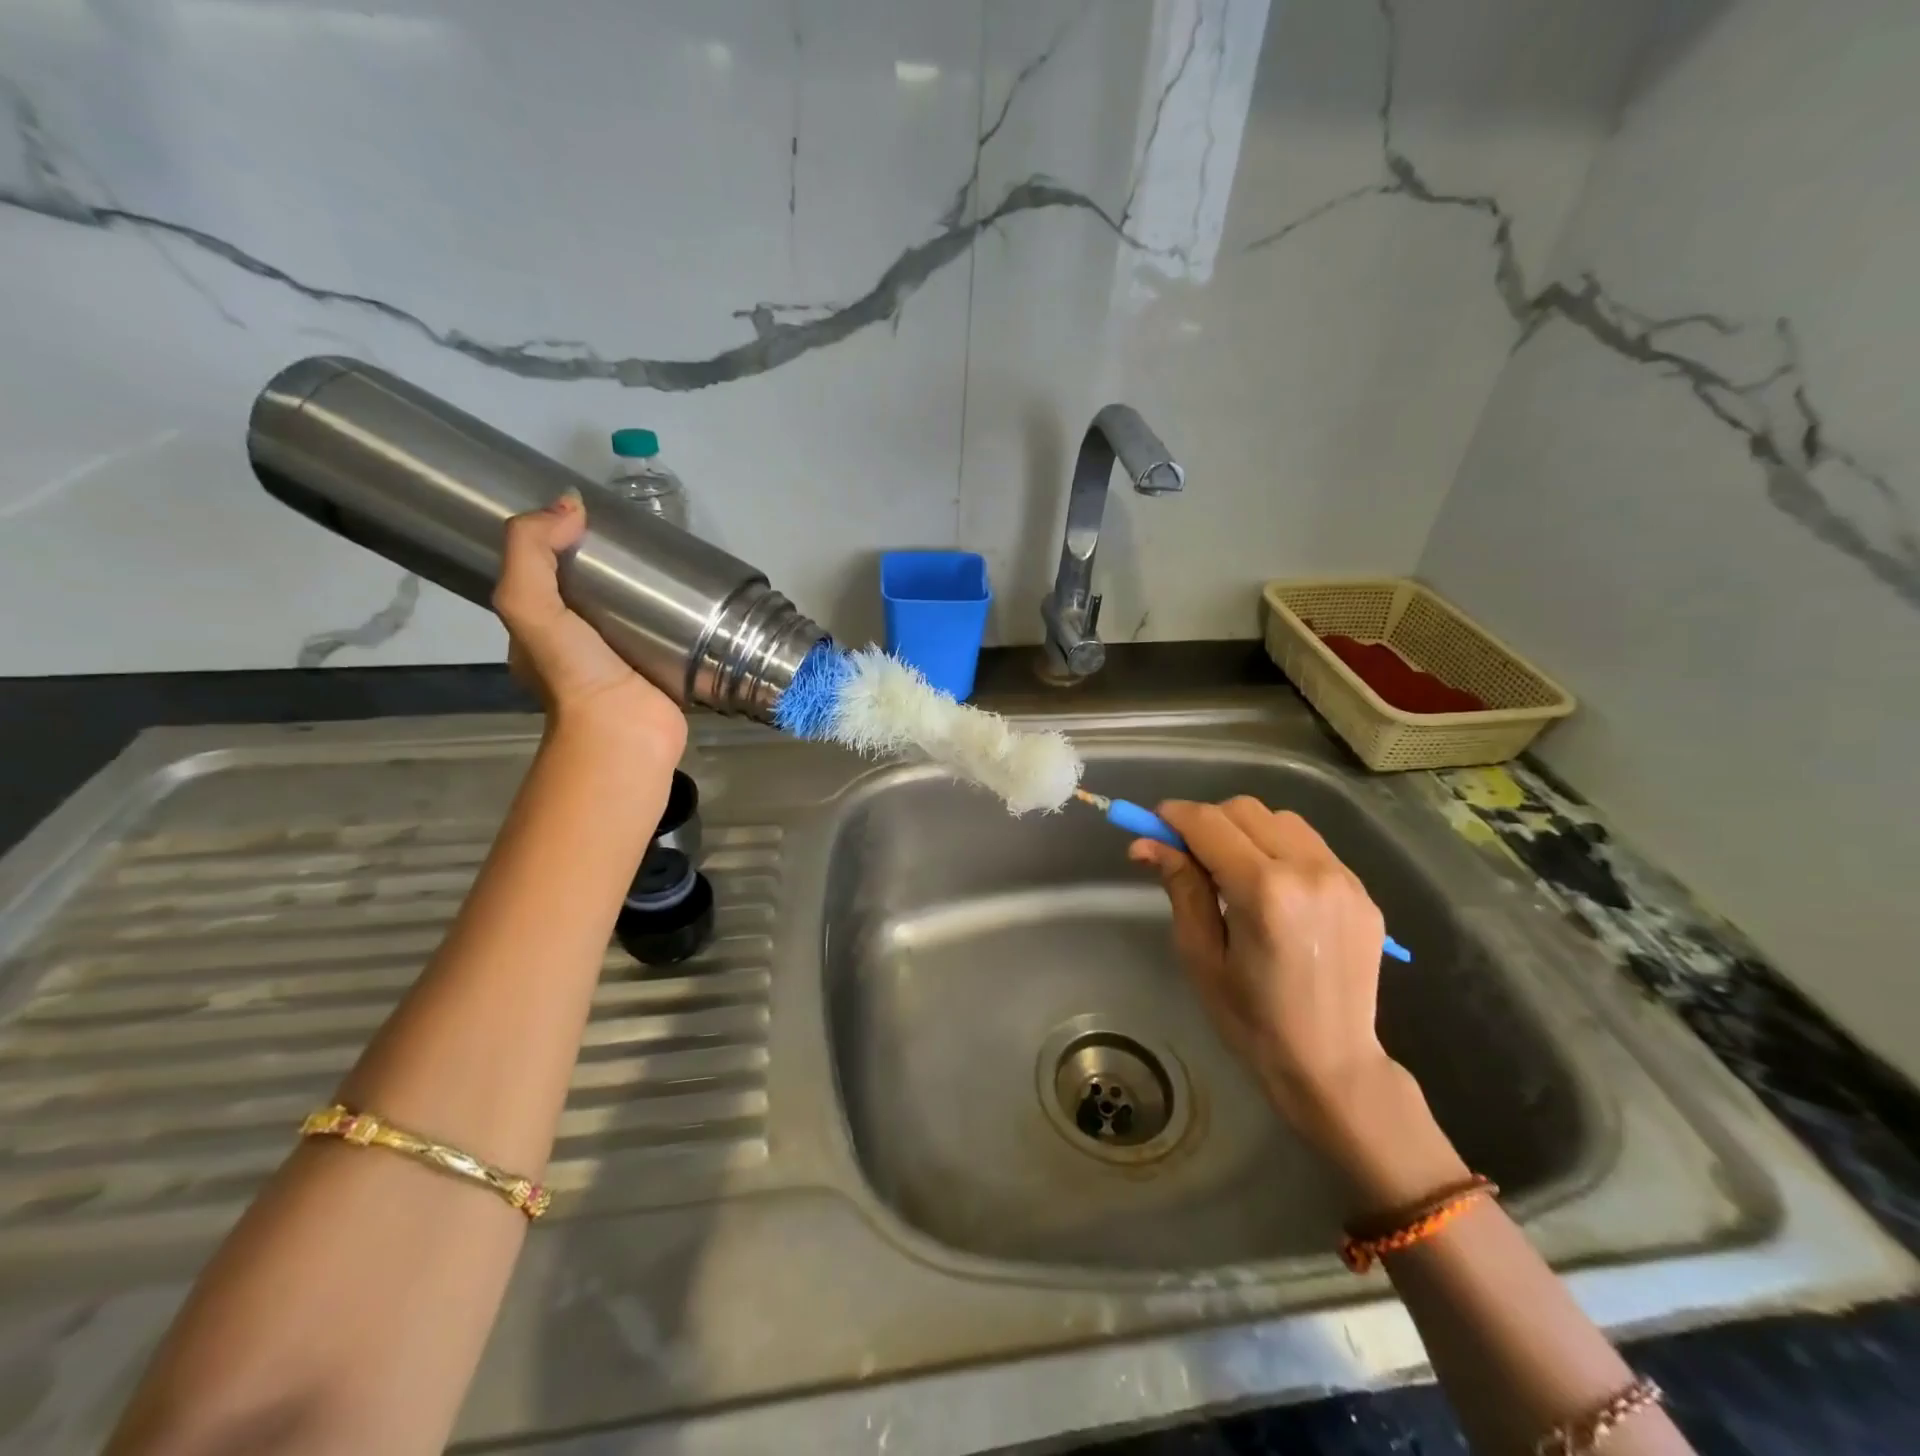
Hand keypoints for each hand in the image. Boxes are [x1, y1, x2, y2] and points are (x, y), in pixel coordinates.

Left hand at [495, 490, 686, 761]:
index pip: (547, 577)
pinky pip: (672, 636)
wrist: (624, 733)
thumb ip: (531, 551)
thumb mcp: (528, 604)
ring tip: (677, 561)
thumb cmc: (574, 673)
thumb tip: (570, 504)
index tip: (594, 518)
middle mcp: (581, 647)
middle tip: (645, 539)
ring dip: (654, 593)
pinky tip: (699, 598)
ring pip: (637, 615)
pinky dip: (683, 618)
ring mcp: (626, 662)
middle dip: (616, 567)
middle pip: (596, 594)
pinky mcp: (665, 672)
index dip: (563, 544)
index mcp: (541, 632)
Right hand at [1129, 798, 1394, 1134]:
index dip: (1174, 817)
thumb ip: (1180, 887)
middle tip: (1188, 855)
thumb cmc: (1252, 1019)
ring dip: (1246, 831)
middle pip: (1244, 810)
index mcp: (1264, 891)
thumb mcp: (1200, 955)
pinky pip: (1311, 846)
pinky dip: (1280, 849)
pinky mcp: (1362, 890)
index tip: (1152, 827)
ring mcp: (1343, 878)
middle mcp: (1309, 871)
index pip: (1209, 823)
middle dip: (1208, 822)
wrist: (1332, 1064)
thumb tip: (1146, 843)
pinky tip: (1271, 887)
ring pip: (1280, 820)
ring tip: (1232, 871)